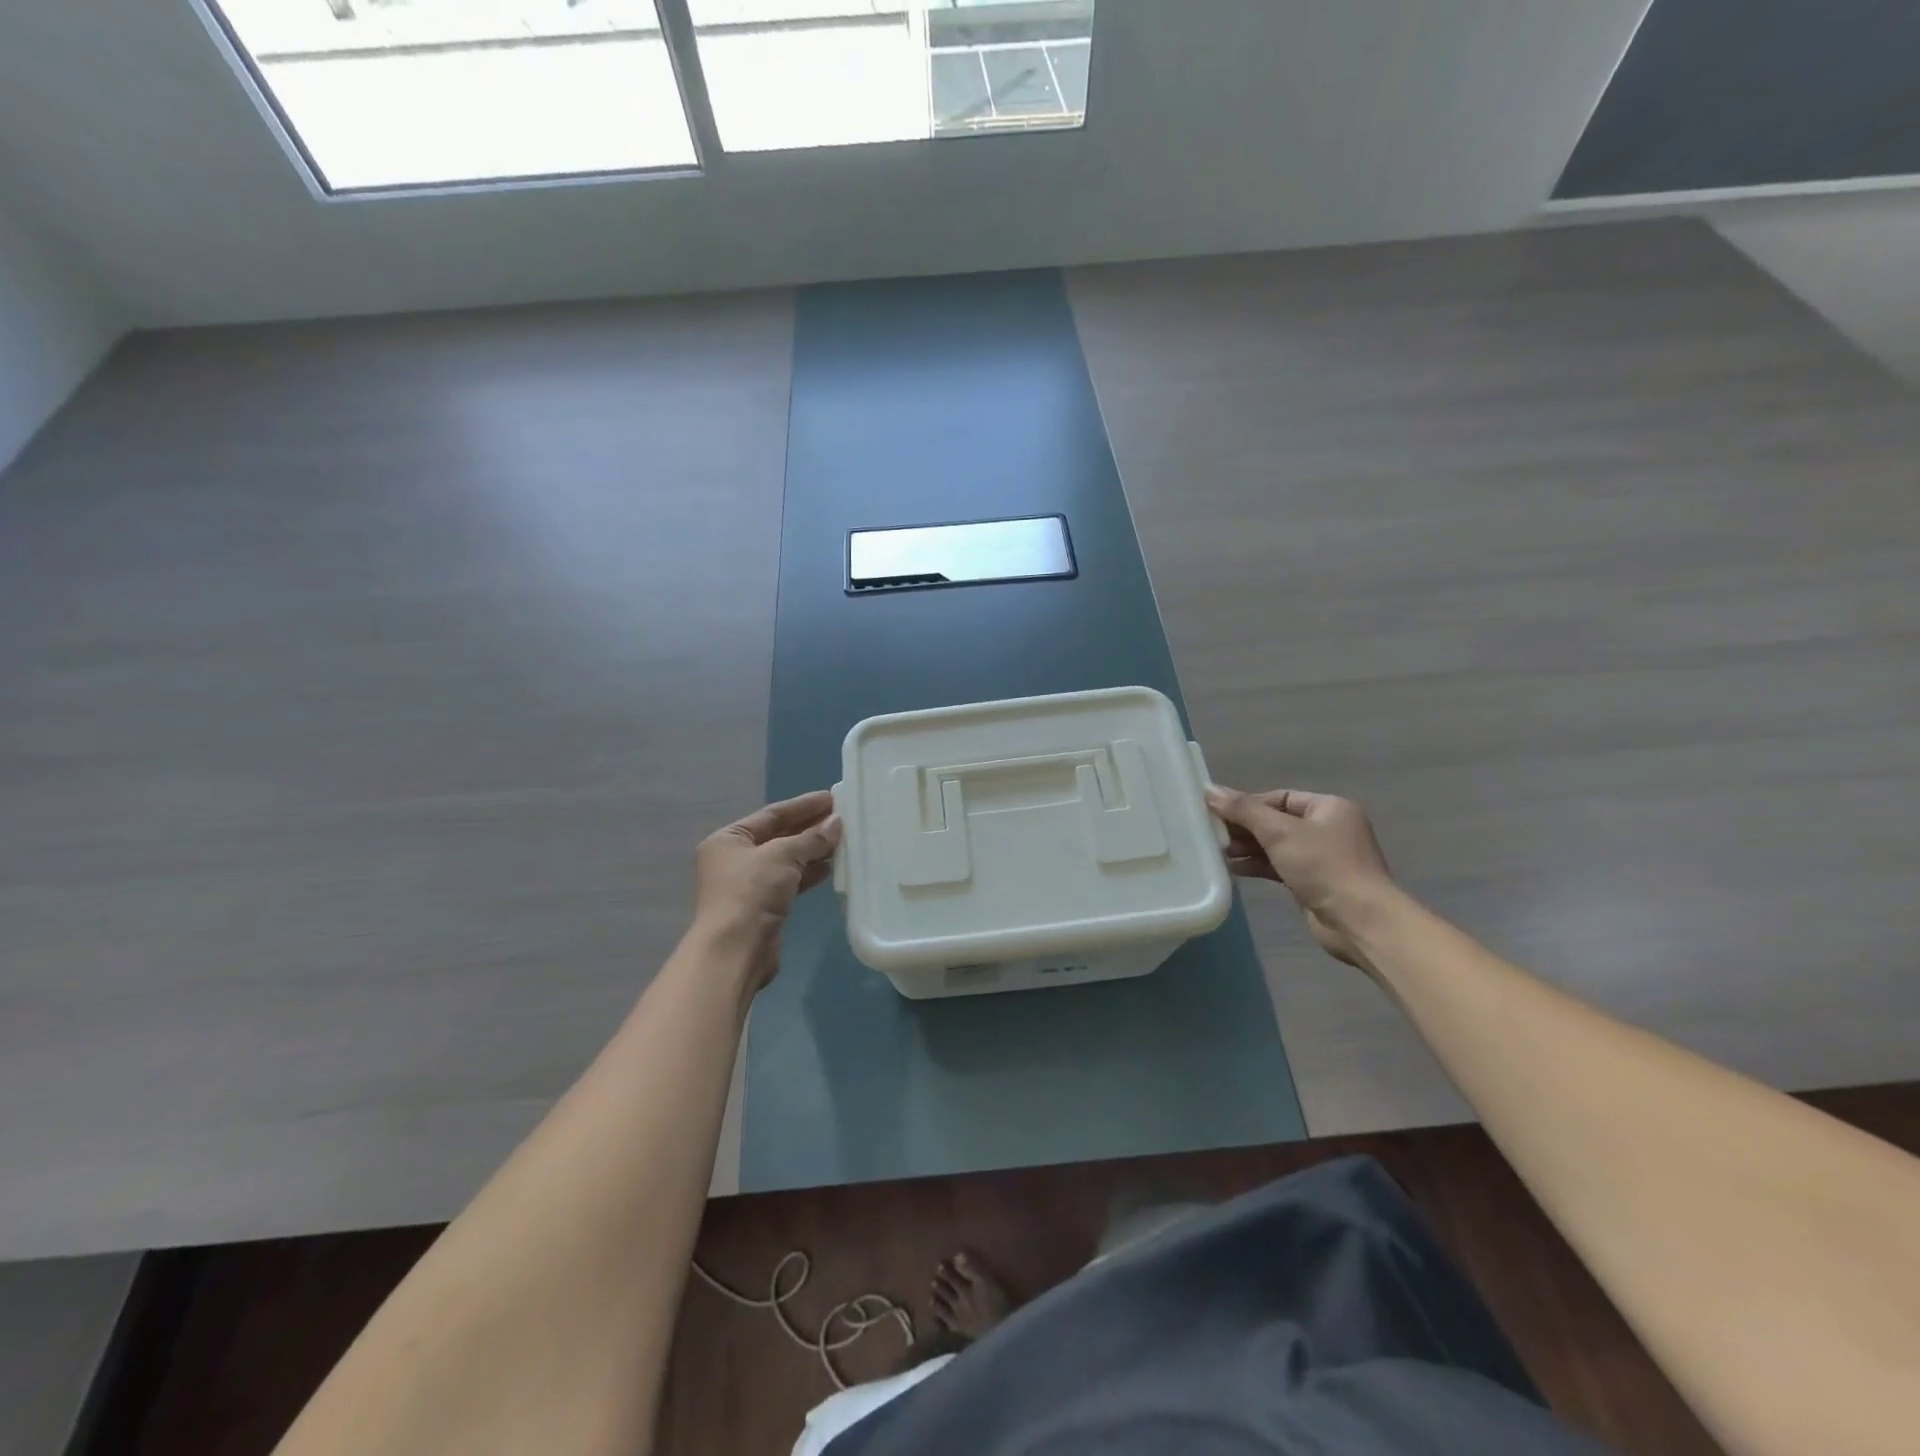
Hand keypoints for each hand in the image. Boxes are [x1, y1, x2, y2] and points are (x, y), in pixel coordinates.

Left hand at [691, 790, 841, 988]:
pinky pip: (791, 881)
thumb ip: (811, 838)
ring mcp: (748, 885)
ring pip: (787, 860)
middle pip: (779, 836)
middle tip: (843, 818)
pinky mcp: (763, 906)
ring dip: (813, 850)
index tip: (831, 798)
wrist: (736, 950)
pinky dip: (809, 873)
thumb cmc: (751, 892)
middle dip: (810, 828)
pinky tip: (831, 867)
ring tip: (844, 840)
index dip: (802, 806)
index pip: (771, 814)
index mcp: (729, 839)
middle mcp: (735, 859)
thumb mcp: (783, 855)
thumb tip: (836, 823)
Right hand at [1206, 786, 1394, 967]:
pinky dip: (1259, 865)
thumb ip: (1243, 810)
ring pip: (1277, 845)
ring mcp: (1323, 857)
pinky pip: (1280, 866)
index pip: (1279, 797)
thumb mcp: (1279, 832)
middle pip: (1276, 821)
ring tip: (1220, 851)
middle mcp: (1328, 828)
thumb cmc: (1323, 866)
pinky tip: (1235, 869)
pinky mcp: (1314, 882)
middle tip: (1214, 834)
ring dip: (1249, 848)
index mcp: (1329, 807)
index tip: (1217, 813)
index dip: (1248, 804)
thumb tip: (1209, 789)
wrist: (1359, 921)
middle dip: (1245, 828)